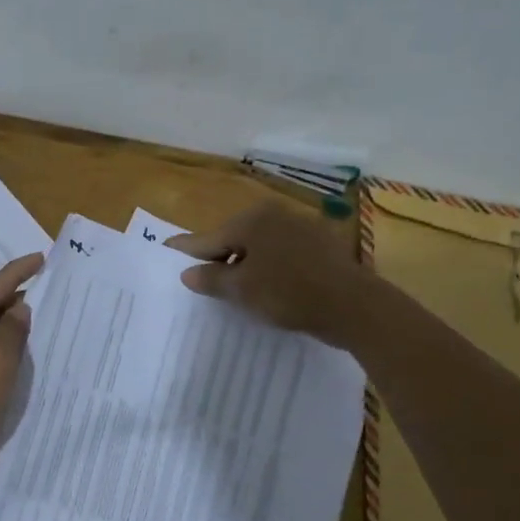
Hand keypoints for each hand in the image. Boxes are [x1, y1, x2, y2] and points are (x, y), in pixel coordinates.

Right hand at [166, 202, 369, 344]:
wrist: (353, 306)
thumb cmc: (288, 293)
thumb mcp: (242, 289)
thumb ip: (211, 278)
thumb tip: (187, 272)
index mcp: (251, 220)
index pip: (208, 238)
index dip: (186, 249)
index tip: (166, 248)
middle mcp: (274, 214)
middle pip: (234, 238)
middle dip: (218, 257)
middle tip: (202, 279)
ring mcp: (300, 226)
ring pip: (259, 245)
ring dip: (245, 264)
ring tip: (234, 287)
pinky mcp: (320, 244)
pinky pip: (281, 253)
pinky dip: (268, 266)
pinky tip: (268, 286)